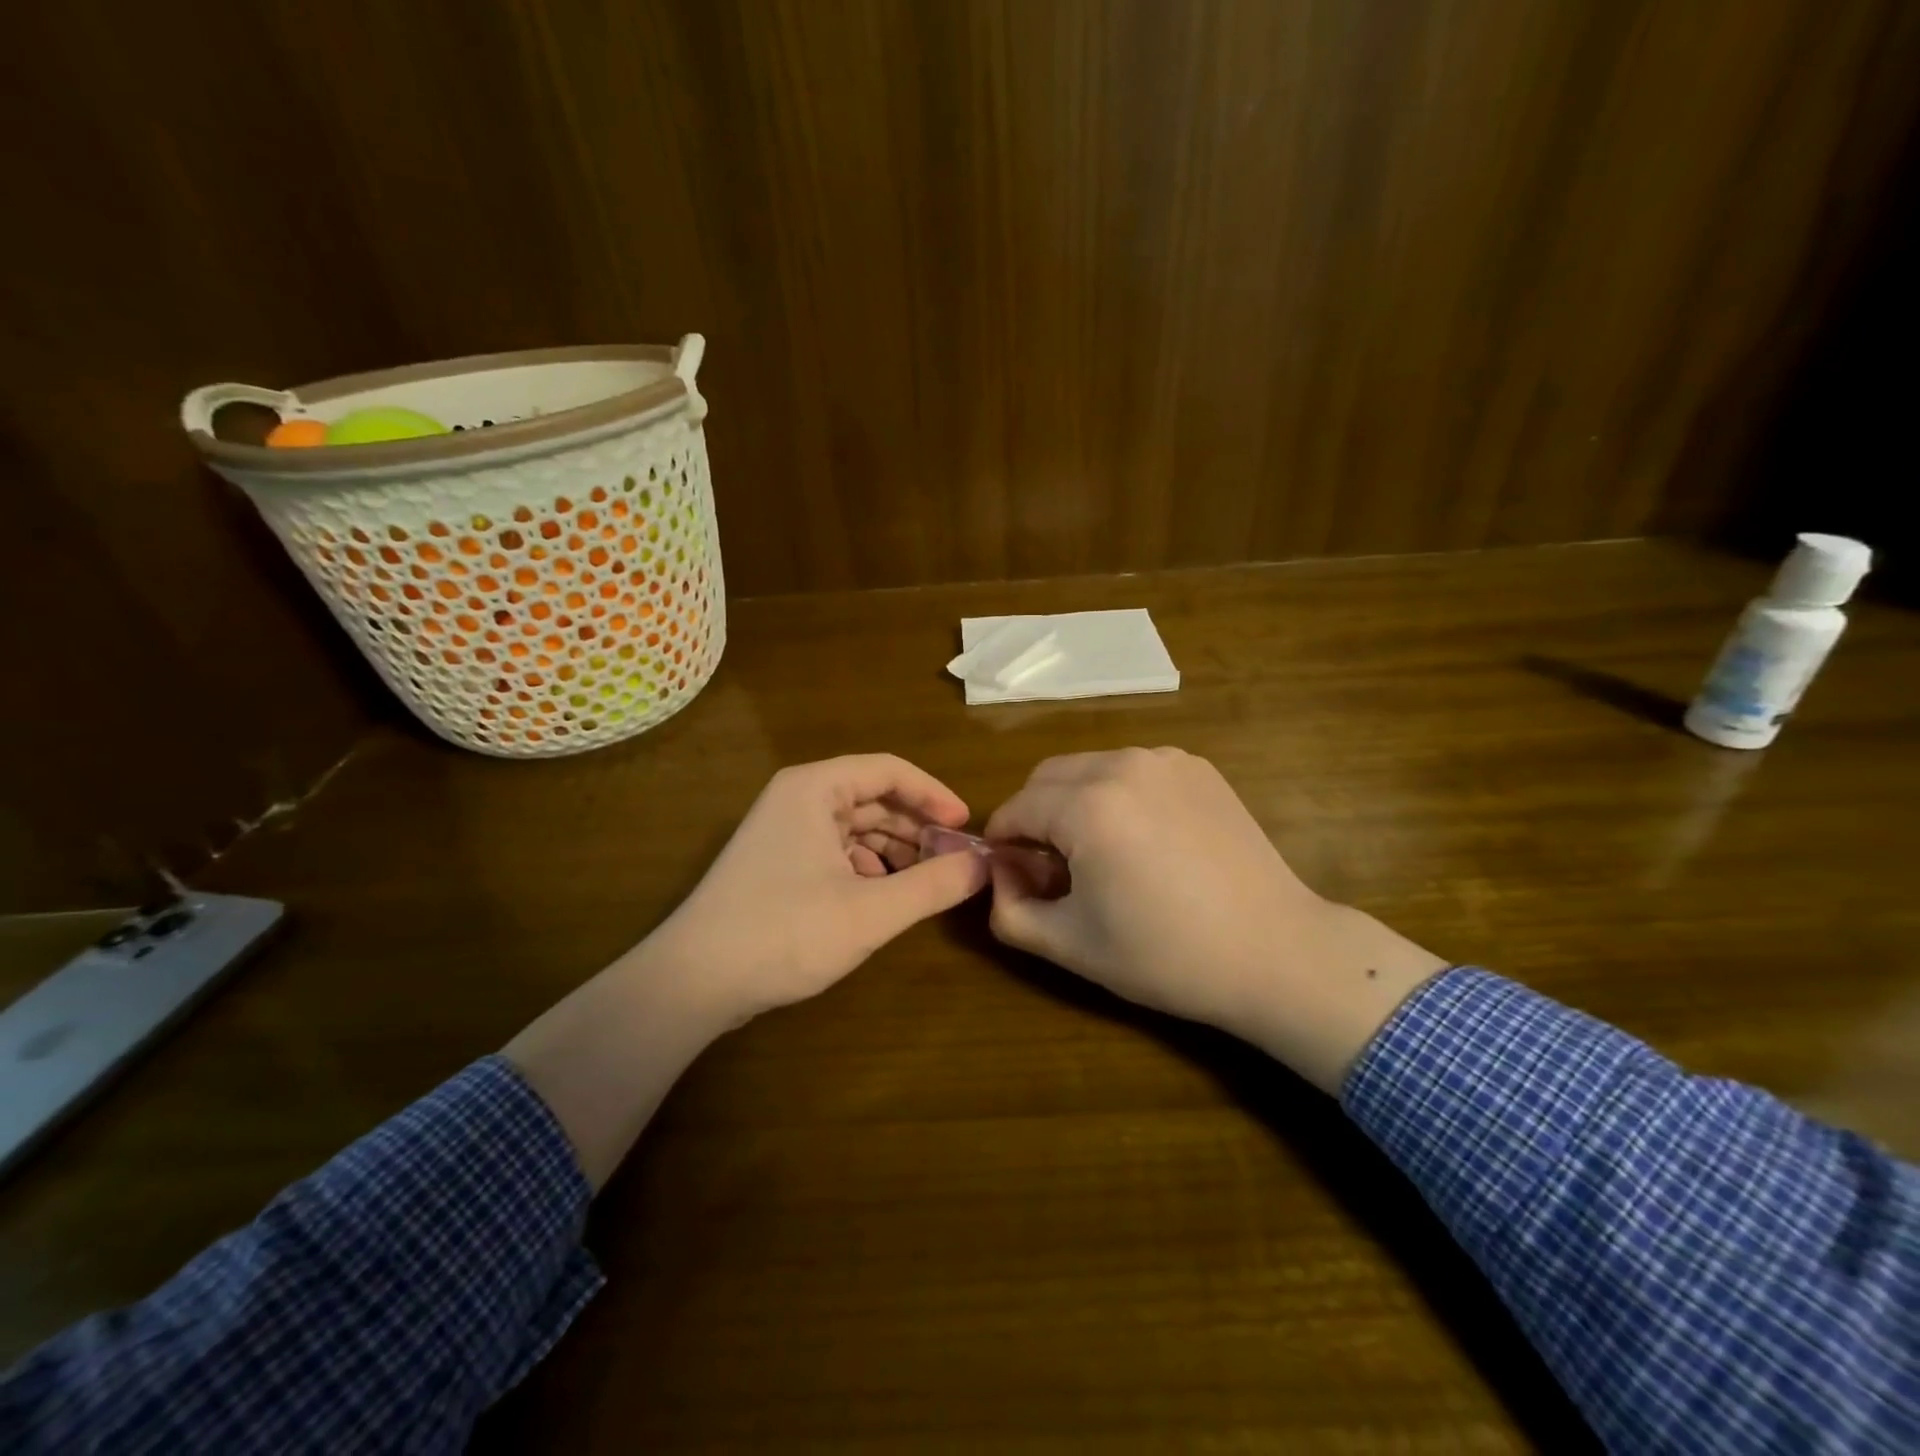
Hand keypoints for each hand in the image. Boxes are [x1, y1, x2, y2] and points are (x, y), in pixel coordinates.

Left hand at [647, 754, 989, 1024]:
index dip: (933, 794)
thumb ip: (933, 885)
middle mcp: (797, 798)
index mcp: (815, 789)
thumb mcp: (870, 912)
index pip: (889, 770)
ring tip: (924, 881)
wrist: (693, 981)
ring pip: (855, 826)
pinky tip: (881, 896)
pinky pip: (835, 850)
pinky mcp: (776, 862)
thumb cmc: (784, 933)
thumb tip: (983, 865)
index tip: (966, 826)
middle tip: (952, 859)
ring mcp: (782, 830)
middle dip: (915, 826)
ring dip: (893, 849)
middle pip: (872, 797)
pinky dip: (866, 867)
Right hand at [985, 748, 1445, 1092]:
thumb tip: (999, 875)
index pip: (1015, 808)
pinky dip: (1118, 795)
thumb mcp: (1069, 945)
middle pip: (1046, 777)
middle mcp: (1122, 764)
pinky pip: (1133, 770)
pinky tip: (1144, 841)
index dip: (1003, 844)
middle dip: (1034, 816)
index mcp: (1087, 805)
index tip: (1015, 878)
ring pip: (1089, 768)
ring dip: (1074, 802)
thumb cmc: (1167, 955)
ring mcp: (1166, 760)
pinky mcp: (1198, 767)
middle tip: (1053, 868)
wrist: (1276, 952)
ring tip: (1099, 854)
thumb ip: (1008, 910)